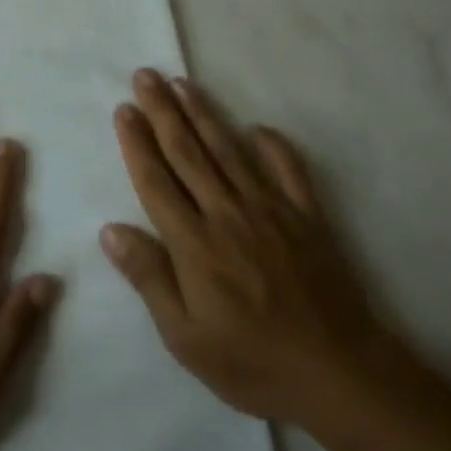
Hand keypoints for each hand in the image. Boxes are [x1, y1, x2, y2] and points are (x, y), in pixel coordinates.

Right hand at [101, 69, 392, 424]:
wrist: (339, 374)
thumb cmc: (252, 362)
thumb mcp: (185, 337)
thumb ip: (149, 278)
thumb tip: (111, 229)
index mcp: (194, 243)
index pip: (157, 181)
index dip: (137, 143)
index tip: (124, 109)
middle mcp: (228, 213)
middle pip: (188, 152)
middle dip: (163, 111)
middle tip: (146, 76)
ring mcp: (271, 210)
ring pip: (228, 150)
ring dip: (203, 114)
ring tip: (182, 84)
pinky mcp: (307, 217)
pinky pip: (288, 169)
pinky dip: (272, 145)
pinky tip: (257, 128)